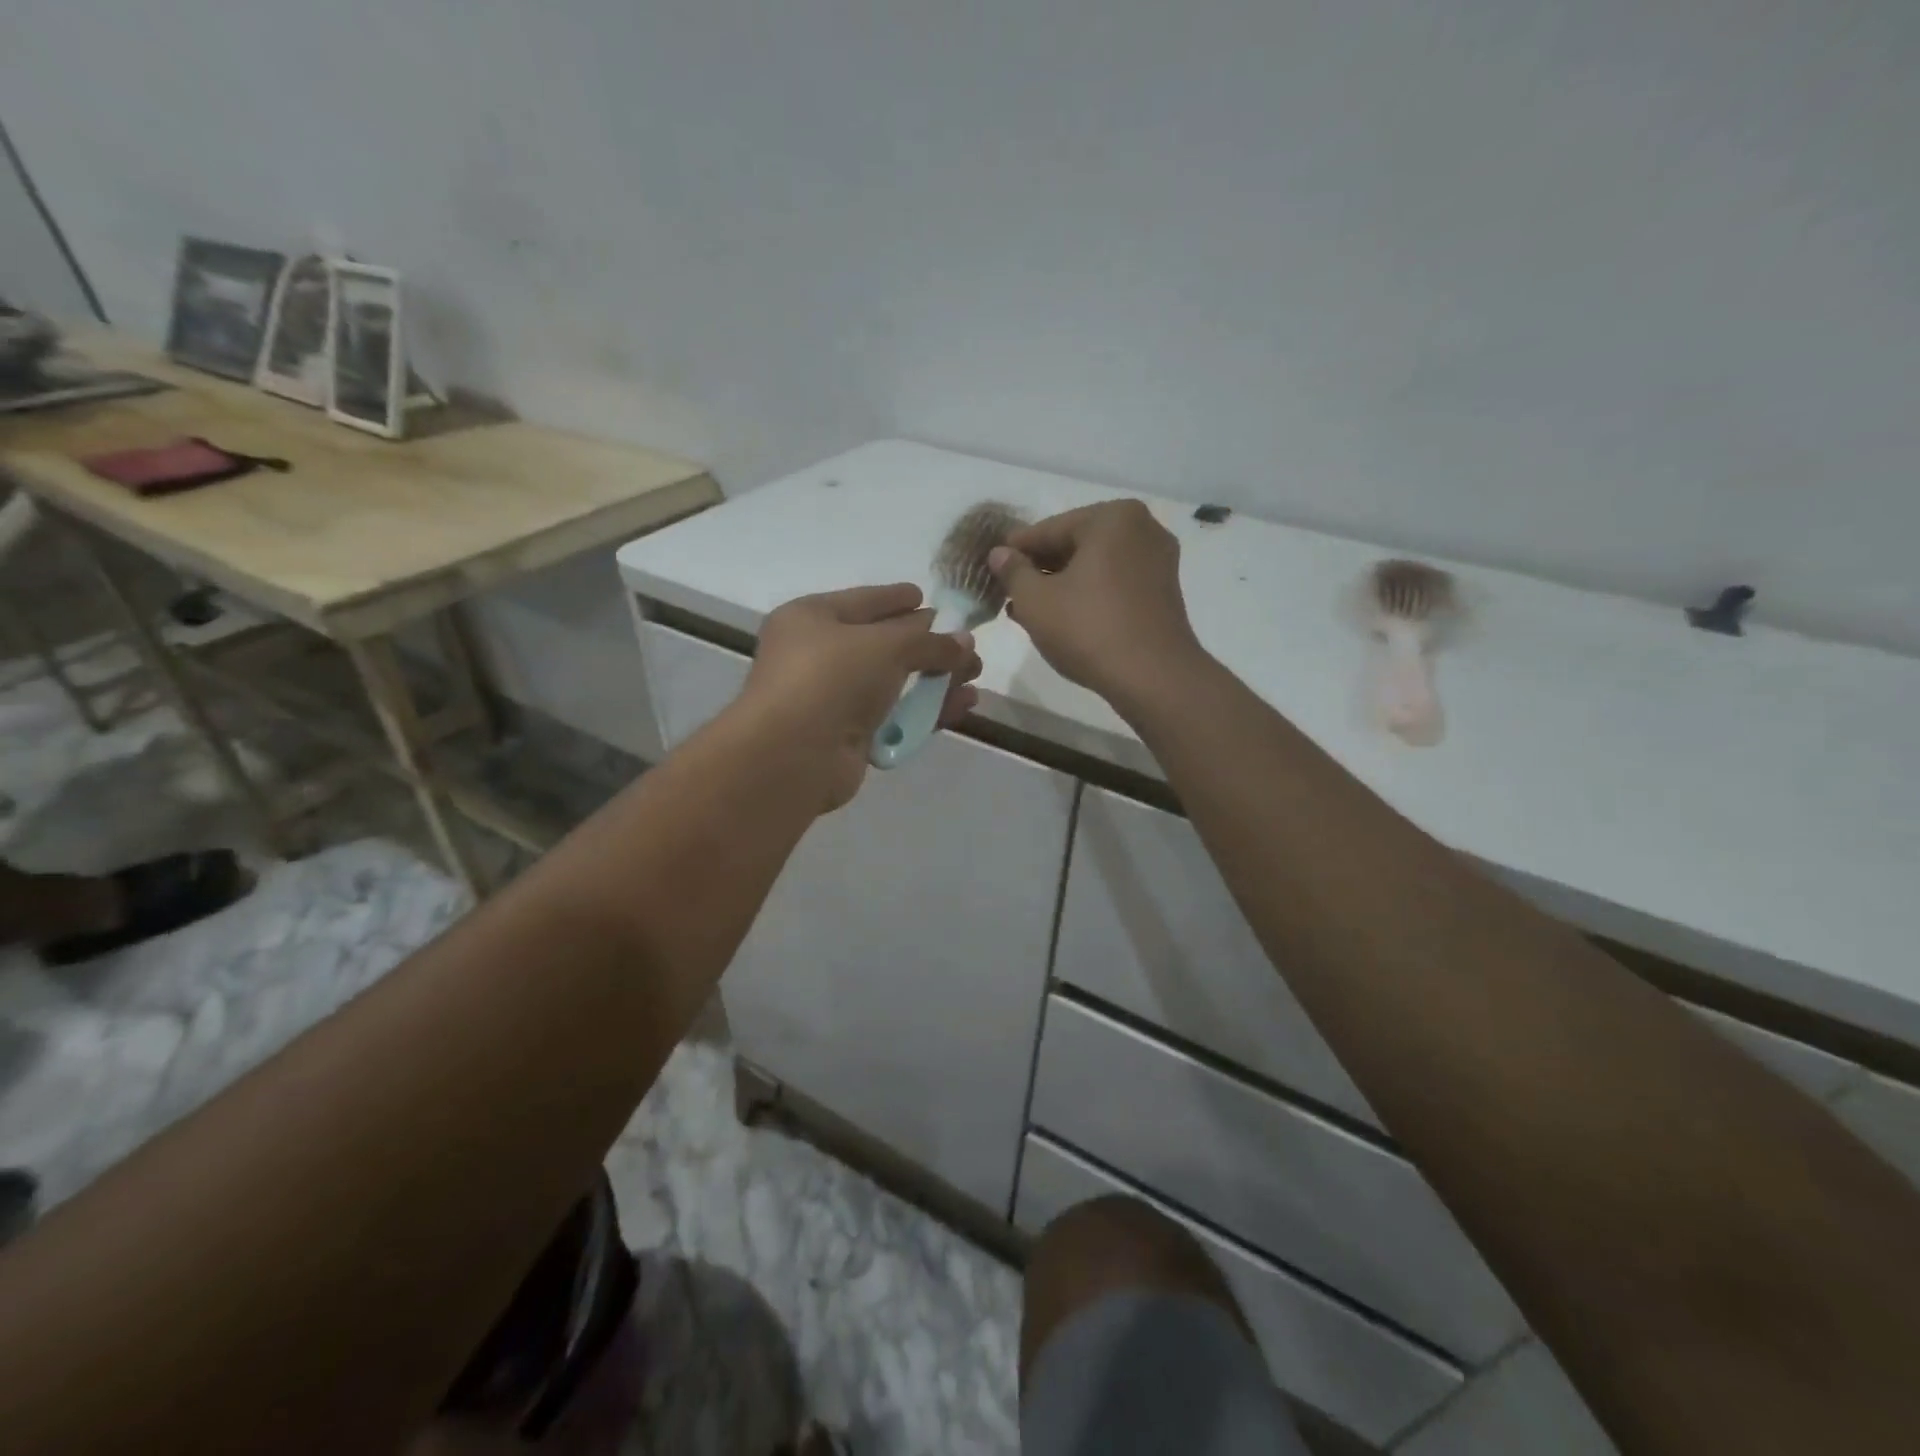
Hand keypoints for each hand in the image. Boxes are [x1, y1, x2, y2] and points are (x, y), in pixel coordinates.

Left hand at [736, 584, 982, 811]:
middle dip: (927, 645)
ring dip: (935, 680)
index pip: (864, 601)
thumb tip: (964, 642)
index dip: (897, 599)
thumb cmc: (832, 677)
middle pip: (882, 645)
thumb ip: (930, 642)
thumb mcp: (887, 645)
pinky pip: (894, 716)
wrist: (794, 754)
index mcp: (811, 618)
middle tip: (966, 646)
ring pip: (893, 684)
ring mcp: (831, 699)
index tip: (927, 597)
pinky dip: (926, 711)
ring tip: (975, 676)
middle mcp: (817, 655)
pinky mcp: (847, 736)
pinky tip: (961, 706)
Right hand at [988, 501, 1203, 710]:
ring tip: (1027, 609)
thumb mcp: (1036, 601)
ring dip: (1061, 584)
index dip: (1015, 550)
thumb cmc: (1088, 629)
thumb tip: (1000, 553)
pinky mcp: (1163, 592)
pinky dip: (1088, 595)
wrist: (1153, 677)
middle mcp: (1142, 528)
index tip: (991, 565)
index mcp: (1112, 518)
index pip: (1049, 529)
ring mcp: (1158, 560)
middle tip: (1008, 590)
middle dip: (1040, 568)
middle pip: (1075, 544)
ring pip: (1095, 566)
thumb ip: (1013, 571)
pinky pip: (1114, 583)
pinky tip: (1062, 618)